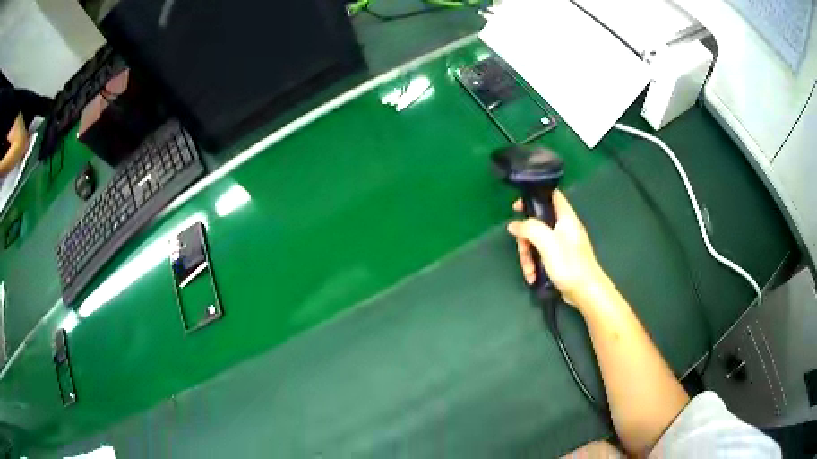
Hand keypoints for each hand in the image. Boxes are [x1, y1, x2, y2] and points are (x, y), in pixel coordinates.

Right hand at [507, 190, 608, 307]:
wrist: (585, 292)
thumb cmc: (569, 263)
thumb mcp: (546, 242)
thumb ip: (529, 228)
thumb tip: (514, 225)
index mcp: (565, 217)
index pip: (550, 195)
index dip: (534, 196)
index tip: (518, 207)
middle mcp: (564, 227)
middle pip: (538, 222)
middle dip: (526, 238)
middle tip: (523, 250)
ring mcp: (562, 244)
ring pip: (537, 241)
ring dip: (528, 256)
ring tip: (529, 271)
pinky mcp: (560, 259)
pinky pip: (542, 255)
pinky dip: (535, 264)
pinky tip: (533, 277)